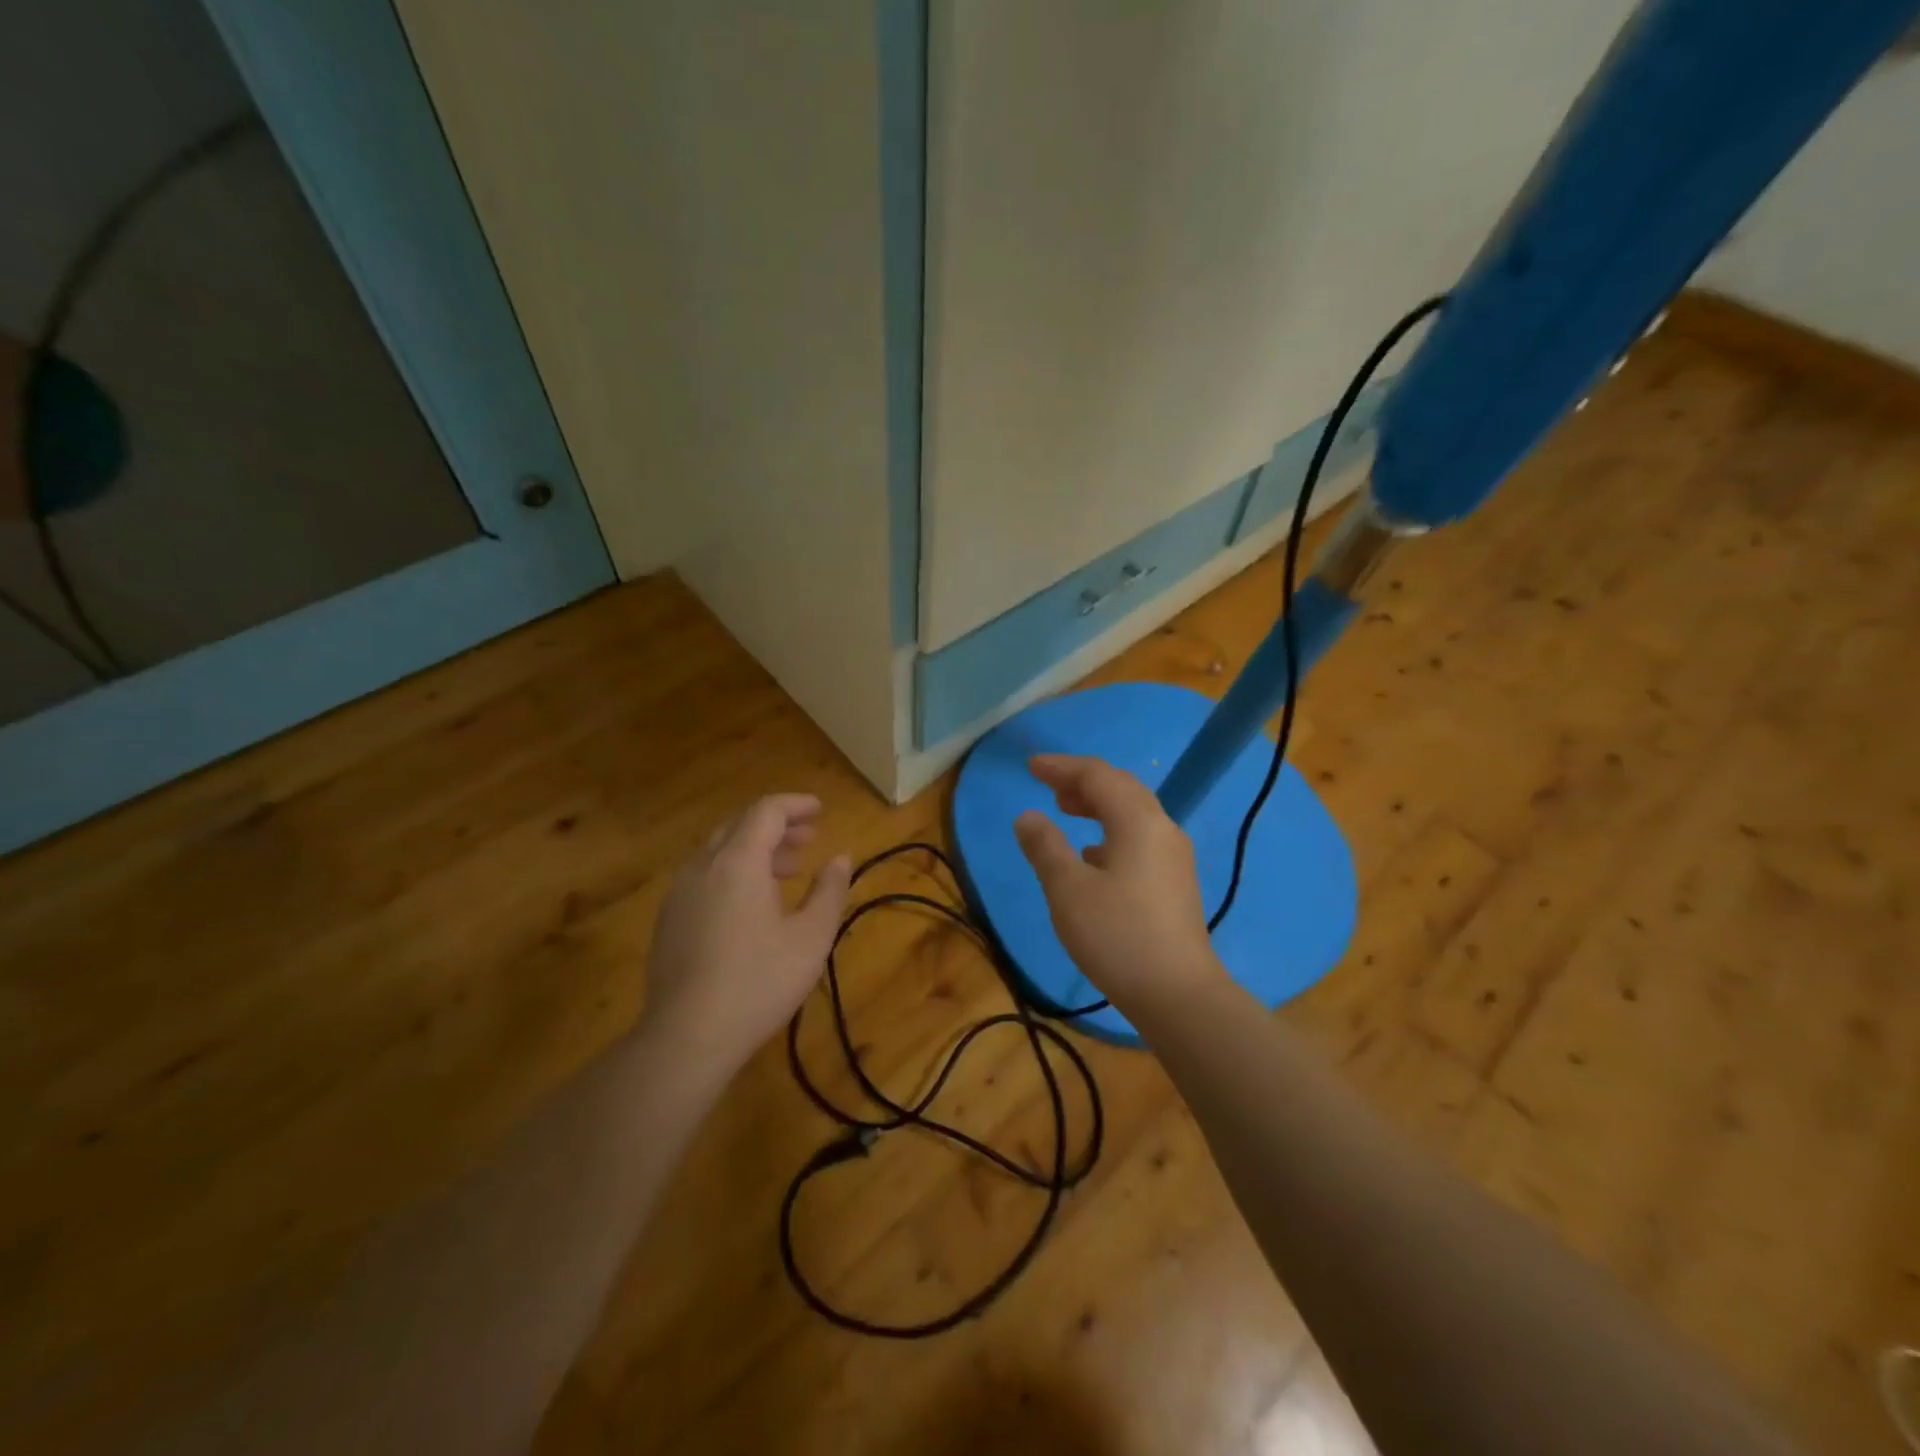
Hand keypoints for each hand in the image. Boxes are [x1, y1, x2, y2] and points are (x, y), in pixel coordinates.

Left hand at [642, 795, 850, 1072]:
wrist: (686, 1037)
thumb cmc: (758, 982)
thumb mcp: (811, 937)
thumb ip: (829, 891)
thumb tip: (840, 859)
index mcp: (738, 861)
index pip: (766, 811)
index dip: (795, 805)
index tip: (820, 809)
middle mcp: (703, 866)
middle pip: (739, 825)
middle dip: (777, 827)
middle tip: (809, 839)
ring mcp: (679, 893)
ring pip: (719, 851)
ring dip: (755, 850)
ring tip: (787, 871)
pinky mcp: (668, 920)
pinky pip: (705, 876)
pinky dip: (734, 872)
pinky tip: (752, 905)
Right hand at [1014, 754, 1226, 1016]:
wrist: (1178, 994)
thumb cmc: (1117, 936)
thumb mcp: (1068, 890)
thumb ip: (1045, 847)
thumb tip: (1027, 816)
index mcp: (1138, 821)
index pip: (1097, 776)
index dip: (1062, 767)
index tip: (1030, 767)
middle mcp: (1162, 829)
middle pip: (1121, 788)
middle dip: (1082, 781)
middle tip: (1049, 785)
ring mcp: (1173, 857)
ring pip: (1132, 813)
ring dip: (1098, 805)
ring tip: (1066, 810)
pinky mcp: (1174, 882)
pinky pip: (1139, 837)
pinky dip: (1111, 831)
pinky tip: (1092, 855)